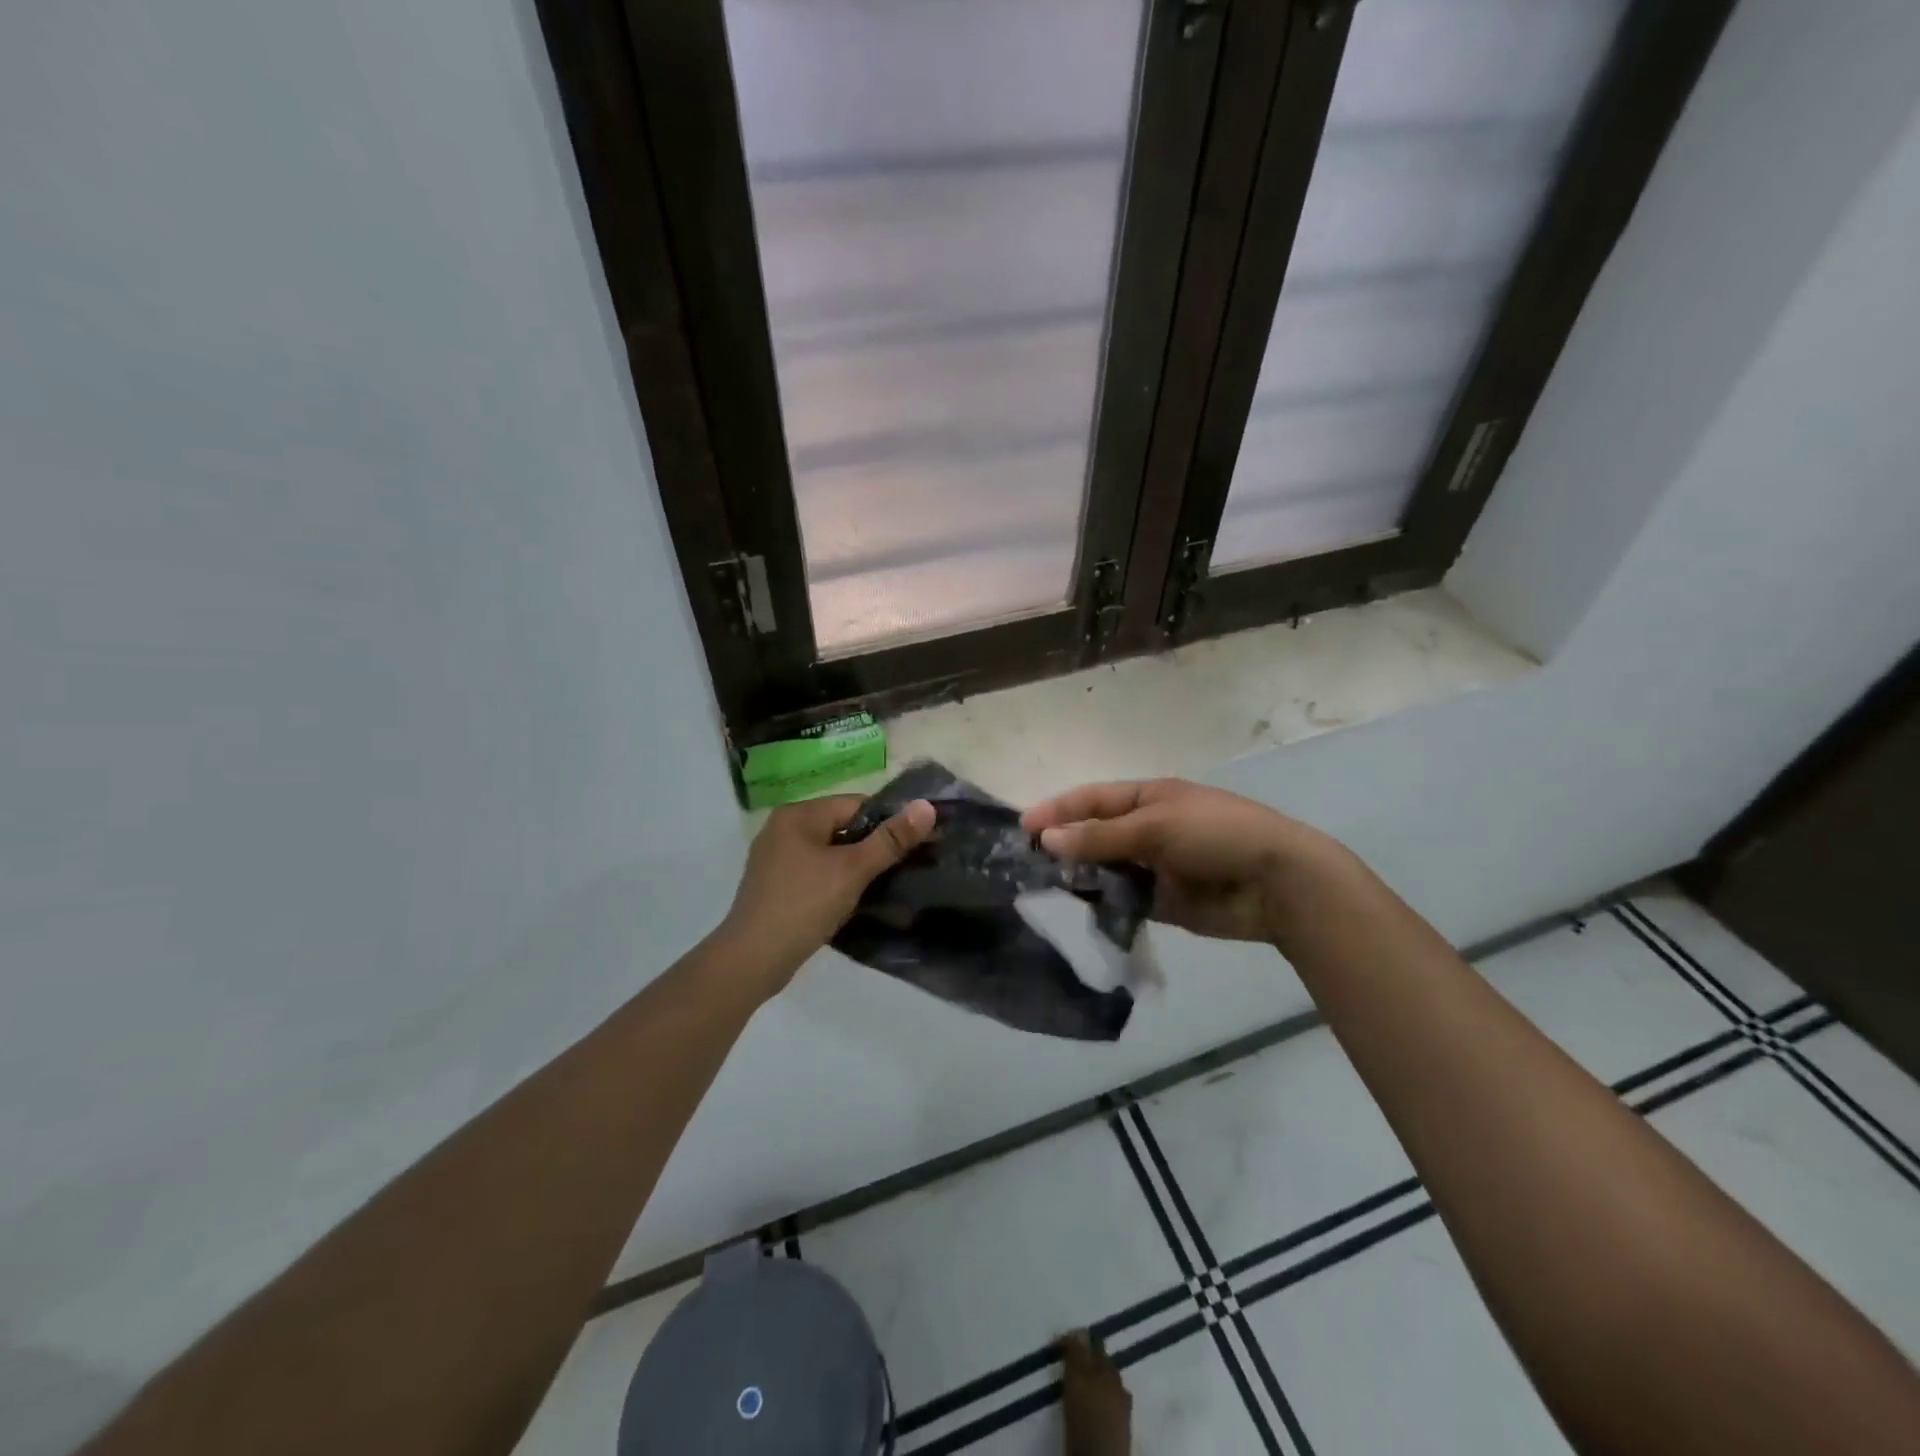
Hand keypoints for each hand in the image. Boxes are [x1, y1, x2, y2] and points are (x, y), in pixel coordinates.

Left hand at [718, 794, 935, 992]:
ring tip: (885, 885)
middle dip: (873, 846)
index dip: (888, 821)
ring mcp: (776, 858)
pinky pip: (816, 872)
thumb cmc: (803, 906)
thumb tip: (927, 806)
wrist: (752, 960)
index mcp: (798, 814)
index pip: (855, 804)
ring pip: (830, 852)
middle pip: (842, 827)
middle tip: (905, 867)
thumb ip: (890, 839)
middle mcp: (783, 828)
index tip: (915, 843)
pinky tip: (853, 900)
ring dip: (856, 866)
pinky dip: (836, 880)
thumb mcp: (852, 871)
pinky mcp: (775, 884)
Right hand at [1023, 779, 1338, 943]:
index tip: (1022, 827)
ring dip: (1080, 877)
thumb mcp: (1155, 827)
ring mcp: (1154, 866)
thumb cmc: (1217, 834)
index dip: (1057, 810)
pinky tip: (1081, 910)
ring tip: (1045, 890)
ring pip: (1105, 869)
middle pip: (1095, 835)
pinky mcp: (1163, 901)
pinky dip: (1103, 904)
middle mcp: (1147, 829)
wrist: (1278, 883)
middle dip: (1064, 846)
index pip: (1092, 799)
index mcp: (1148, 798)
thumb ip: (1100, 836)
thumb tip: (1046, 838)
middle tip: (1026, 865)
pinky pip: (1123, 900)